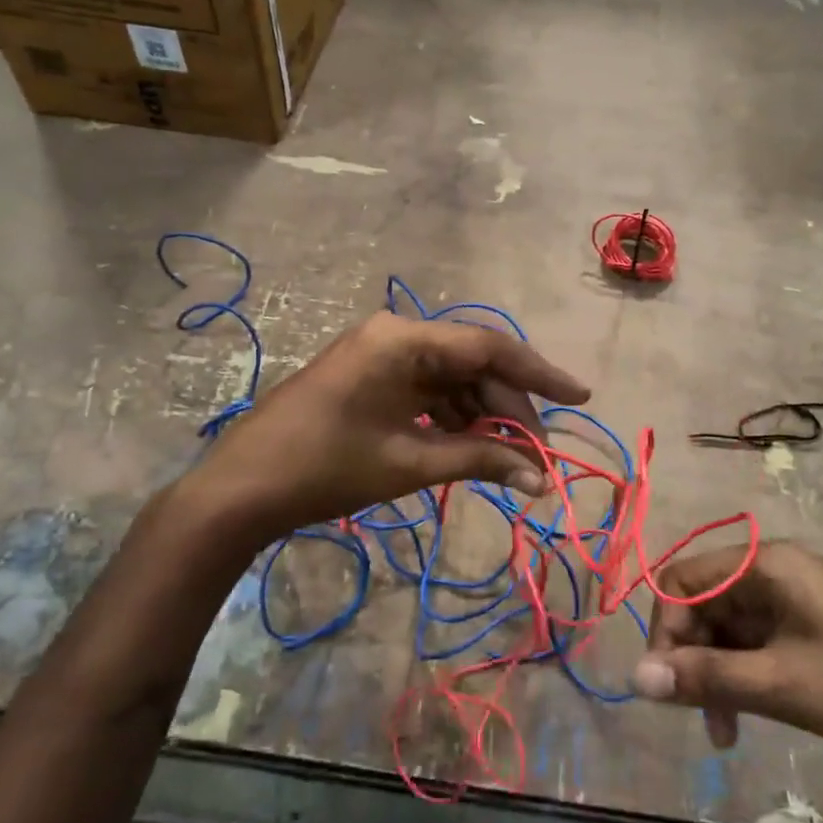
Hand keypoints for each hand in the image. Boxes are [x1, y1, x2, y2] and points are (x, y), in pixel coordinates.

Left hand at [182, 312, 589, 545]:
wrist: (243, 488)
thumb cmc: (327, 468)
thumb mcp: (410, 462)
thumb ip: (480, 459)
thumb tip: (541, 478)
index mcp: (404, 339)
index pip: (489, 347)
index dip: (539, 374)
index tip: (579, 397)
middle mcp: (395, 334)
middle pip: (472, 363)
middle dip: (508, 407)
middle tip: (536, 453)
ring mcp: (379, 354)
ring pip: (451, 379)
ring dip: (481, 416)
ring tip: (508, 458)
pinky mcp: (369, 376)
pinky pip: (425, 390)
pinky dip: (451, 418)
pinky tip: (470, 448)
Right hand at [632, 542, 822, 791]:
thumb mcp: (780, 684)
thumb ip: (704, 677)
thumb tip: (635, 676)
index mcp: (766, 564)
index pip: (682, 580)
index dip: (664, 629)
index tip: (667, 684)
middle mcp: (778, 571)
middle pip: (705, 603)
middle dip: (693, 657)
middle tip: (700, 716)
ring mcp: (802, 599)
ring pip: (732, 627)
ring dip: (719, 673)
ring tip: (727, 730)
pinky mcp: (820, 628)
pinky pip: (762, 642)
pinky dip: (748, 675)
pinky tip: (753, 714)